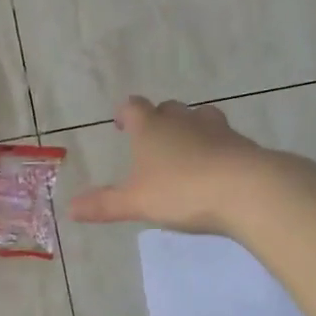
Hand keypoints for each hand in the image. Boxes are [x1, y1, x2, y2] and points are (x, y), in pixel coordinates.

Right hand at [68, 97, 271, 234]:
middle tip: (153, 139)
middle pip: (168, 108)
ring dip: (191, 128)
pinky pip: (224, 139)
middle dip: (159, 119)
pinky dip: (217, 147)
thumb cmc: (181, 190)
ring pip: (200, 117)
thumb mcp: (136, 202)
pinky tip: (216, 167)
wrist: (245, 188)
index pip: (134, 107)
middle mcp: (183, 120)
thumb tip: (69, 208)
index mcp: (151, 128)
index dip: (126, 113)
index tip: (122, 123)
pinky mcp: (242, 144)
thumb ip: (104, 204)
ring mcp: (216, 129)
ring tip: (186, 149)